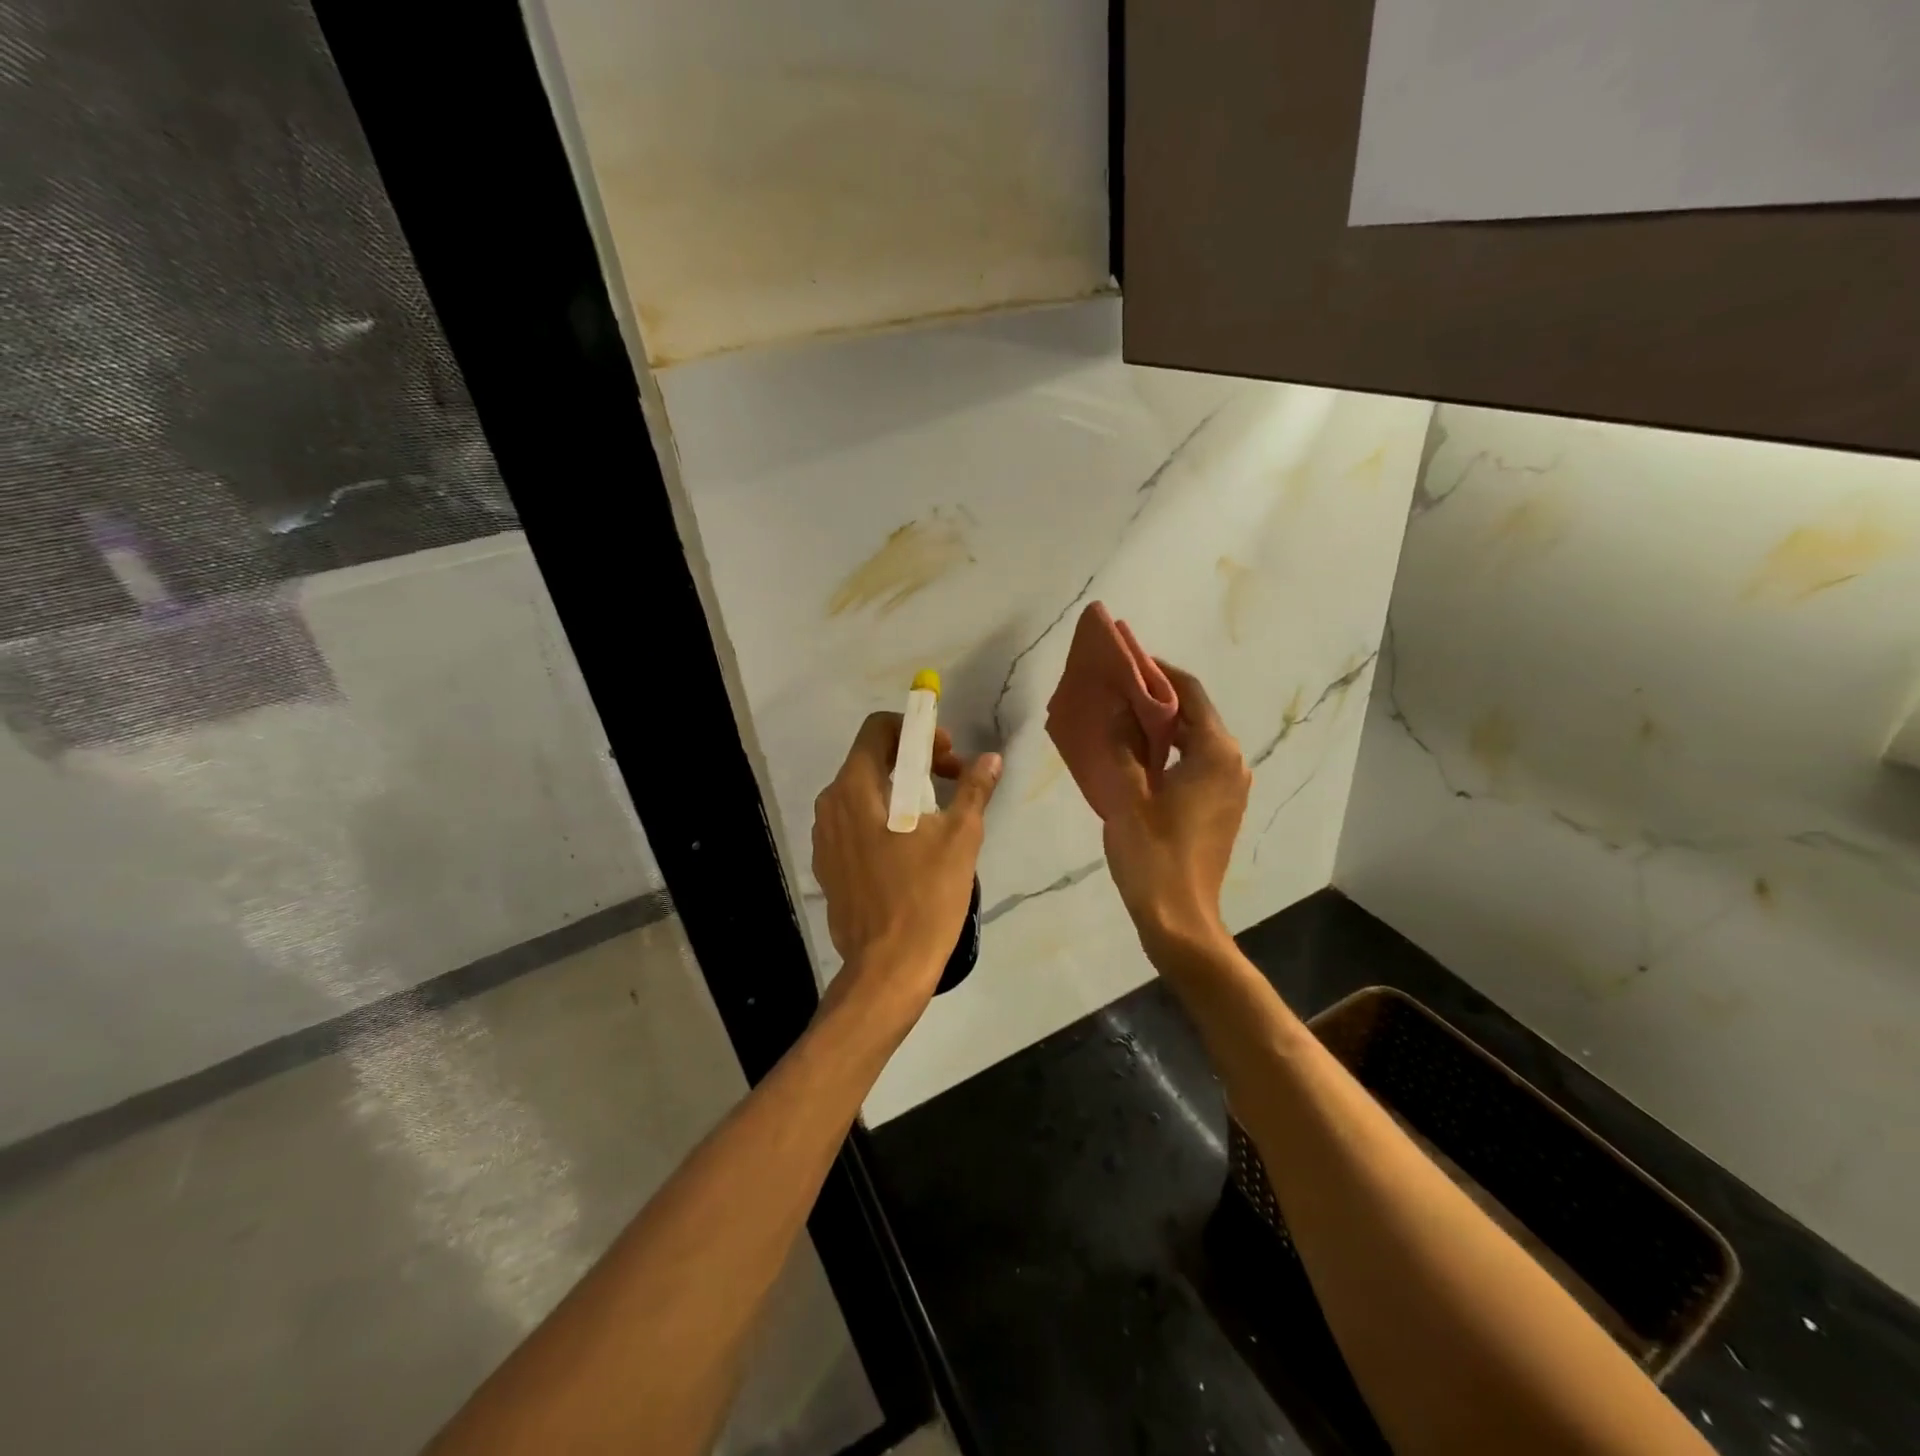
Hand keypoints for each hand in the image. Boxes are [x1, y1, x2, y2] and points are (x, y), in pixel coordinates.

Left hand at [811, 713, 1001, 1024]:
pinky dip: (882, 818)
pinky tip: (909, 848)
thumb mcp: (960, 838)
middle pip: (870, 759)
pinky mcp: (827, 865)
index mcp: (855, 788)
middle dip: (913, 760)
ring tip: (935, 816)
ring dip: (899, 790)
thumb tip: (990, 759)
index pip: (878, 729)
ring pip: (863, 792)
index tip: (946, 755)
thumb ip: (973, 790)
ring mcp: (824, 837)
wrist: (887, 968)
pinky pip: (854, 823)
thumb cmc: (925, 896)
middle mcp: (830, 805)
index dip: (916, 731)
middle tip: (951, 781)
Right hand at [1098, 662, 1250, 960]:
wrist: (1180, 919)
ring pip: (1195, 741)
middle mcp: (1232, 762)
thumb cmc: (1153, 854)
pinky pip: (1196, 765)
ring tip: (1121, 720)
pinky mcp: (1222, 808)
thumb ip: (1121, 745)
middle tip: (1116, 691)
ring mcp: (1231, 787)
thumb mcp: (1127, 795)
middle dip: (1157, 699)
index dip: (1158, 672)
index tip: (1126, 661)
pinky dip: (1170, 753)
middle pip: (1195, 714)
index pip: (1189, 692)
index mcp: (1215, 752)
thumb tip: (1113, 709)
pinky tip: (1137, 759)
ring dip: (1162, 728)